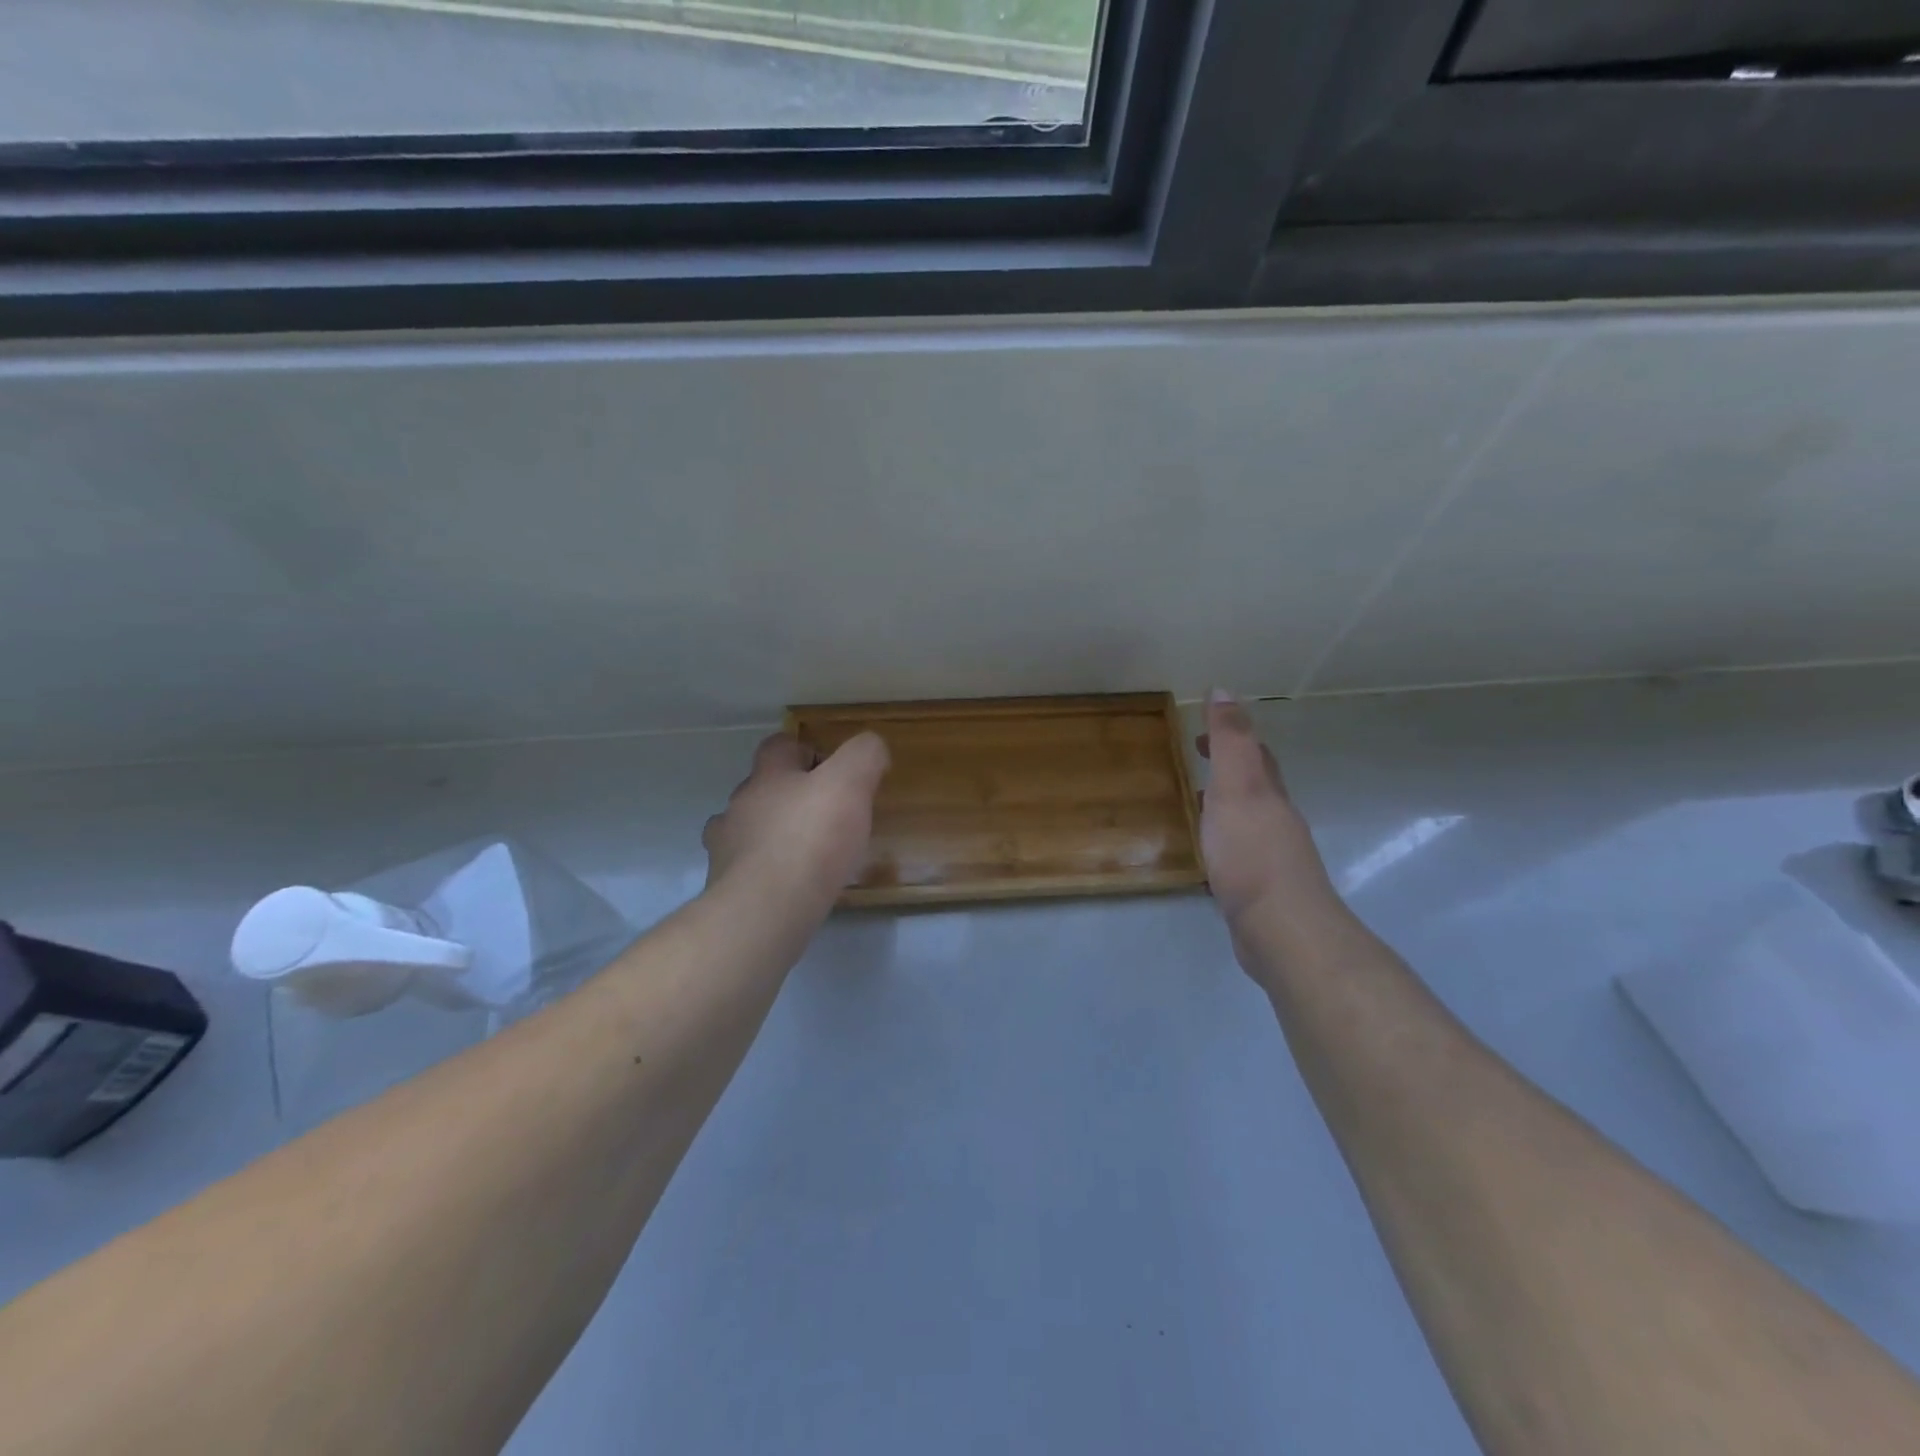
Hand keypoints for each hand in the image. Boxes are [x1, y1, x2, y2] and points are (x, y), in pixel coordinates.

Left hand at [703, 731, 890, 907]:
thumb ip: (864, 756)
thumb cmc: (811, 839)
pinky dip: (764, 869)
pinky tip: (787, 884)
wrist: (765, 910)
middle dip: (789, 796)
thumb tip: (871, 747)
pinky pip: (746, 868)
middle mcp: (741, 804)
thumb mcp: (851, 784)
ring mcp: (727, 846)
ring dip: (771, 833)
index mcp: (769, 775)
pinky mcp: (726, 886)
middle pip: (761, 787)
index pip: (779, 745)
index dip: (804, 750)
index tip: (830, 770)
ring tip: (804, 852)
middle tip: (825, 815)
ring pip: (748, 828)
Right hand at [1197, 691, 1334, 927]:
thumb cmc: (1252, 853)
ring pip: (1249, 820)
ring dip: (1226, 806)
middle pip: (1257, 785)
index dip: (1230, 737)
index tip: (1198, 733)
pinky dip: (1224, 842)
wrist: (1281, 929)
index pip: (1254, 754)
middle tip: (1196, 760)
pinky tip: (1209, 855)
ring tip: (1198, 804)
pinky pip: (1240, 853)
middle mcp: (1276, 820)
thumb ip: (1230, 741)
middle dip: (1231, 768)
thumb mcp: (1237, 787)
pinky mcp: (1260, 890)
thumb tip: (1224, 689)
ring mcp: (1271, 857)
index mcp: (1269, 793)